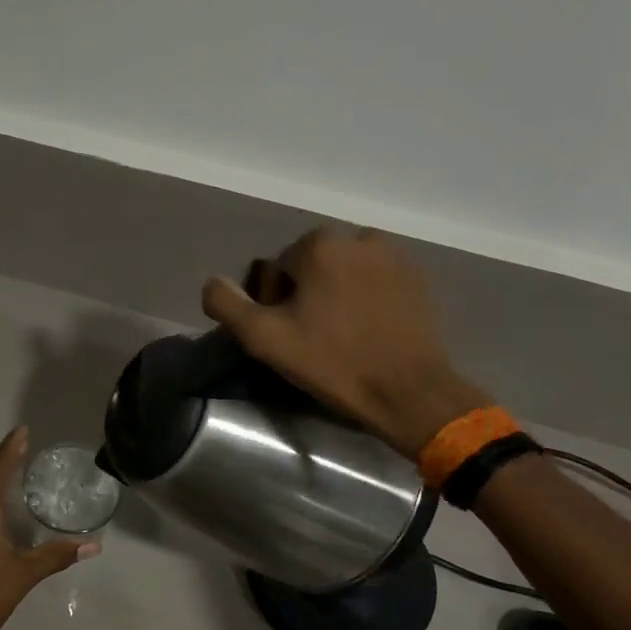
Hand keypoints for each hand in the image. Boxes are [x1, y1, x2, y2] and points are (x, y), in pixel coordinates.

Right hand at [201, 228, 491, 457]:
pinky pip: (374, 280)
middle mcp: (359, 237)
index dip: (273, 303)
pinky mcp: (418, 277)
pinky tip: (366, 332)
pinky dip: (364, 299)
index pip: (277, 268)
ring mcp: (394, 255)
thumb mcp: (265, 339)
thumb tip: (212, 282)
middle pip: (311, 266)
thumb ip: (227, 305)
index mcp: (320, 245)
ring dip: (334, 295)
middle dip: (305, 295)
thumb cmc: (333, 363)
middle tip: (311, 338)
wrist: (408, 392)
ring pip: (343, 272)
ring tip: (340, 335)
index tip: (286, 335)